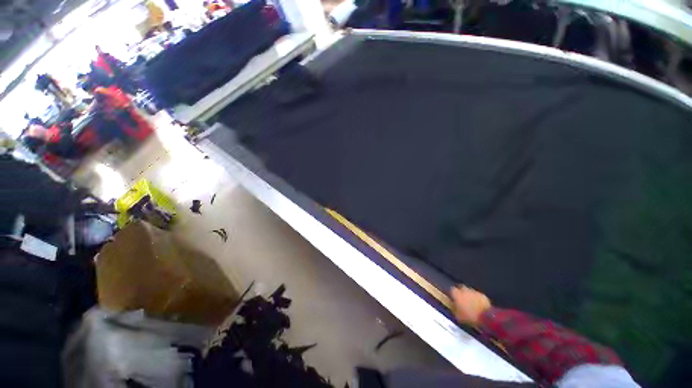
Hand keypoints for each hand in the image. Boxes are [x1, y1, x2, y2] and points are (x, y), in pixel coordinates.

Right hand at [450, 285, 491, 325]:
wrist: (486, 317)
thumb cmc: (470, 317)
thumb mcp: (458, 316)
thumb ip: (454, 309)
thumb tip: (453, 307)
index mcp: (457, 294)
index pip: (451, 289)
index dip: (452, 293)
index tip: (453, 298)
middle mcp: (464, 290)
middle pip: (460, 287)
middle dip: (460, 291)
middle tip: (461, 298)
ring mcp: (474, 291)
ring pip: (469, 290)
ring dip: (468, 294)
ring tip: (470, 301)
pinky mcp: (482, 294)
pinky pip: (477, 294)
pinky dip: (476, 297)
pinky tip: (477, 303)